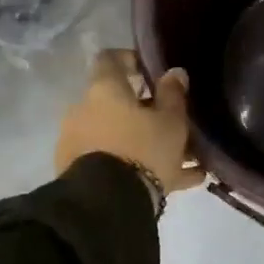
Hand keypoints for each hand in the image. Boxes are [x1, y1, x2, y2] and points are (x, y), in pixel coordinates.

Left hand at [56, 51, 203, 208]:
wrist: (106, 205)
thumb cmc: (143, 148)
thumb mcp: (171, 121)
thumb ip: (173, 94)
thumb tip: (174, 72)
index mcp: (104, 90)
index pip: (109, 59)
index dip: (130, 60)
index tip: (150, 71)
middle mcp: (84, 111)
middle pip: (117, 102)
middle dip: (146, 111)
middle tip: (175, 123)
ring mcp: (78, 143)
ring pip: (119, 136)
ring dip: (146, 143)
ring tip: (185, 161)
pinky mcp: (79, 174)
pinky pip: (116, 163)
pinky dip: (140, 168)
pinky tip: (178, 183)